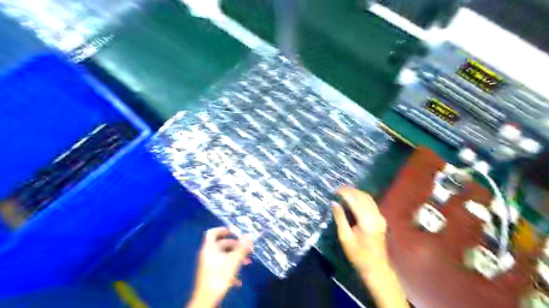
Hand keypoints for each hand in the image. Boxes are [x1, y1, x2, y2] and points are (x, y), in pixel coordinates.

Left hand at [189, 226, 251, 307]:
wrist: (206, 300)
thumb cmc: (219, 277)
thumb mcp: (234, 261)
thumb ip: (242, 248)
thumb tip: (250, 235)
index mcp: (209, 248)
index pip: (212, 233)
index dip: (223, 230)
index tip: (234, 232)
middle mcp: (207, 255)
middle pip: (221, 244)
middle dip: (236, 246)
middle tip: (246, 248)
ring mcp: (208, 265)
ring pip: (223, 256)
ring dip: (236, 257)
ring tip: (247, 263)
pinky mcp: (210, 275)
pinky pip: (221, 267)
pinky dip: (231, 269)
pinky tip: (238, 280)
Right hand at [333, 188, 387, 275]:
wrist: (376, 268)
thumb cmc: (358, 255)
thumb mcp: (345, 237)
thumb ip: (340, 218)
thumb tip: (334, 203)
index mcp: (367, 221)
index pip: (355, 200)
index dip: (345, 193)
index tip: (335, 191)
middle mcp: (376, 216)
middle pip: (363, 196)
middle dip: (350, 191)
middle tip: (338, 190)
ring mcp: (380, 217)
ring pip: (368, 198)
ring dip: (356, 193)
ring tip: (344, 192)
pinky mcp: (381, 219)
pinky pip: (371, 203)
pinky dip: (361, 198)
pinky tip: (353, 199)